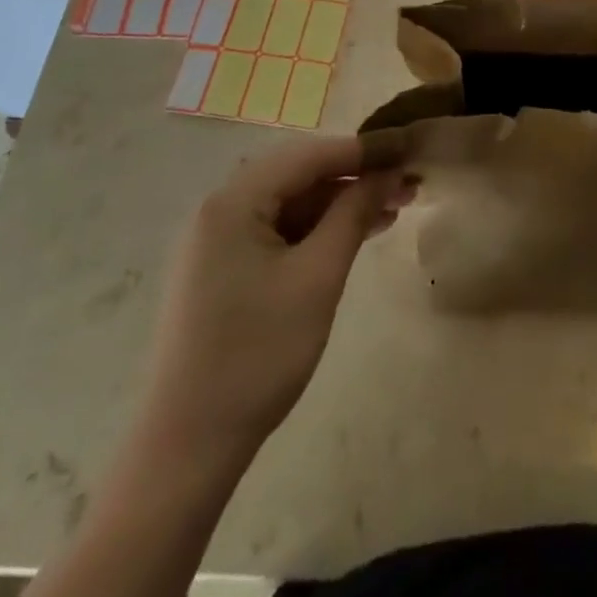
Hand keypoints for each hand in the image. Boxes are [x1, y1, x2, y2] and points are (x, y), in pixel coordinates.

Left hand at [139, 137, 410, 451]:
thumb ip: (353, 214)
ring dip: (340, 203)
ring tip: (392, 209)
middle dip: (355, 176)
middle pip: (299, 175)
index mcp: (233, 202)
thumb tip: (388, 172)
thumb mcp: (318, 277)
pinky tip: (355, 235)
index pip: (309, 155)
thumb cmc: (257, 355)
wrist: (187, 449)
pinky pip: (278, 231)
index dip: (363, 149)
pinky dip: (318, 229)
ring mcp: (218, 242)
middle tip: (406, 184)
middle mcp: (220, 210)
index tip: (409, 147)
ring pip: (291, 203)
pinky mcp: (223, 271)